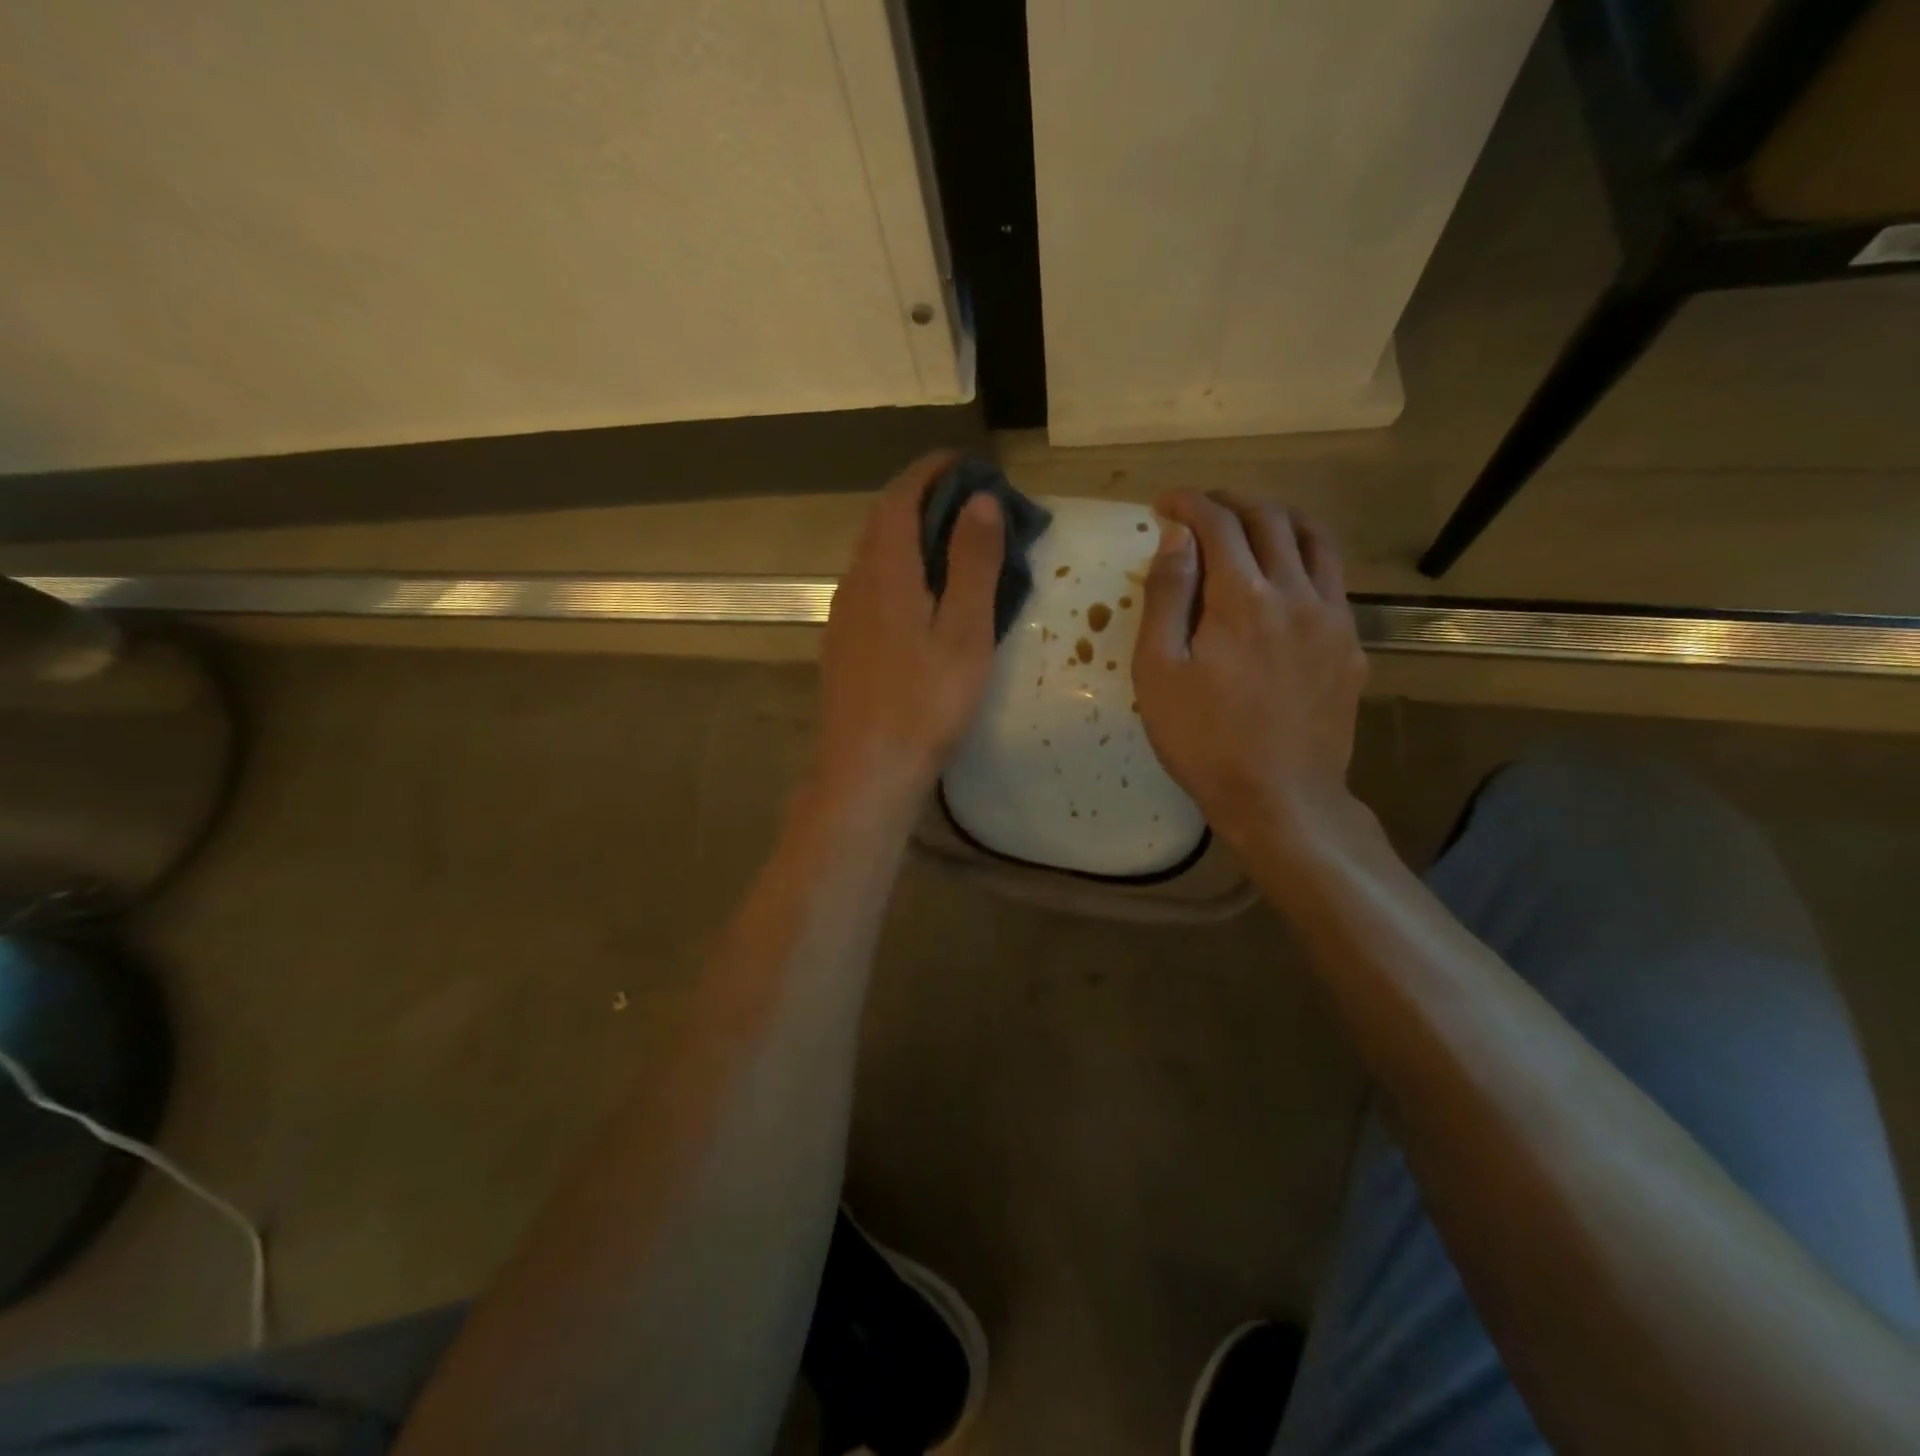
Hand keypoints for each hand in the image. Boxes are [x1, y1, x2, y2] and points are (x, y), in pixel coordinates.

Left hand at [809, 452, 1004, 817]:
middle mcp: (855, 583)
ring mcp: (843, 616)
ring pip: (873, 556)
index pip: (900, 497)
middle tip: (967, 500)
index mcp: (886, 572)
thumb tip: (980, 501)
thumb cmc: (925, 703)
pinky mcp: (842, 644)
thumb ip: (972, 563)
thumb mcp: (965, 632)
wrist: (867, 770)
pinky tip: (920, 597)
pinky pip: (869, 587)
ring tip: (951, 544)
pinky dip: (897, 569)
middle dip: (922, 499)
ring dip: (908, 535)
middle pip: (882, 522)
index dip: (930, 471)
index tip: (964, 461)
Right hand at [1132, 490, 1366, 855]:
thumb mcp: (1160, 673)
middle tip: (1200, 511)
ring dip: (1277, 519)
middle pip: (1270, 519)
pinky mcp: (1351, 646)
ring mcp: (1333, 618)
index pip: (1218, 523)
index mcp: (1243, 597)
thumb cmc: (1205, 741)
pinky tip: (1285, 580)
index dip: (1188, 504)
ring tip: (1249, 525)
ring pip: (1314, 540)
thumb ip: (1167, 598)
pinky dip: (1305, 558)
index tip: (1164, 504)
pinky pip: (1333, 580)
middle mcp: (1297, 592)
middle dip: (1230, 503)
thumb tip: (1176, 537)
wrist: (1281, 799)